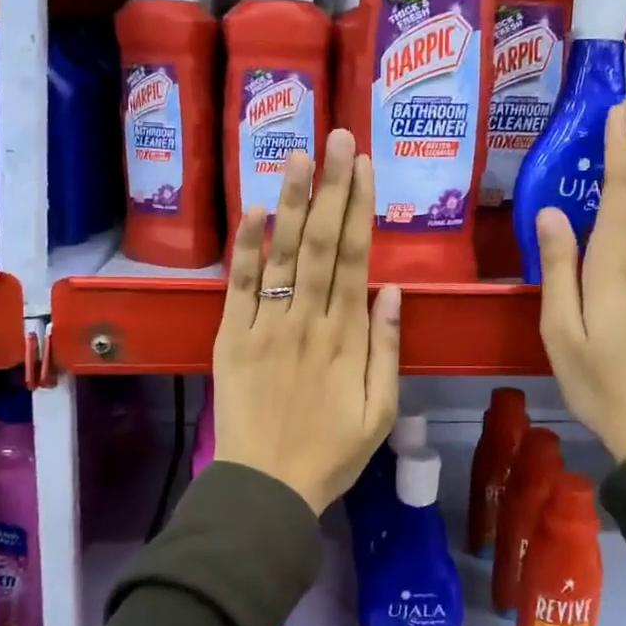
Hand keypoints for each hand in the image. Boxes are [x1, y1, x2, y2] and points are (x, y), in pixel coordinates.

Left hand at [213, 129, 400, 512]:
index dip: (361, 208)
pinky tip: (255, 209)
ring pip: (283, 253)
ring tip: (300, 155)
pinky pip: (239, 285)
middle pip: (322, 243)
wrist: (266, 488)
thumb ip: (388, 349)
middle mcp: (308, 320)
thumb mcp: (381, 412)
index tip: (365, 167)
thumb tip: (393, 290)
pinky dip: (246, 246)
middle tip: (338, 137)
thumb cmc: (331, 454)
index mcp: (348, 337)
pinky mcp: (232, 337)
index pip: (356, 258)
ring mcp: (266, 325)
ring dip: (293, 202)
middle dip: (332, 187)